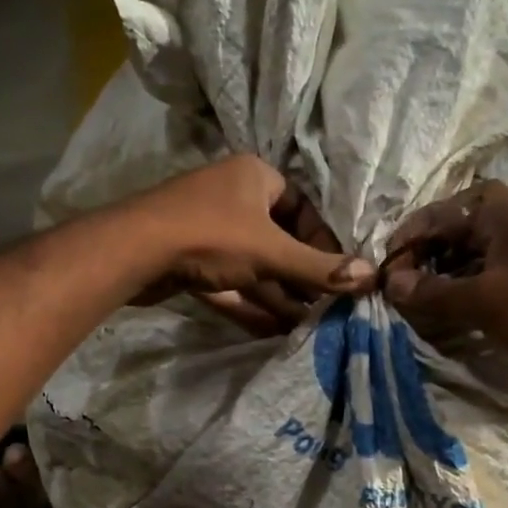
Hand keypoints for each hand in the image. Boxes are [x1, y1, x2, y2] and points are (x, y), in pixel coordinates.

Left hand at [133, 155, 373, 330]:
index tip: (337, 276)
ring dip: (278, 296)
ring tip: (305, 326)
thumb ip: (320, 269)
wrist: (133, 252)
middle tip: (324, 308)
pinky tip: (272, 329)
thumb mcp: (272, 253)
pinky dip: (250, 303)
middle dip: (300, 278)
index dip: (323, 244)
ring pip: (254, 266)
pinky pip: (230, 282)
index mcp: (256, 178)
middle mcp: (233, 198)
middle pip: (279, 241)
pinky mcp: (190, 260)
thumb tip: (373, 277)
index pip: (302, 209)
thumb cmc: (211, 236)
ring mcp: (208, 229)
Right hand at [382, 180, 507, 375]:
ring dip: (444, 273)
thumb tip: (392, 284)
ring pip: (471, 251)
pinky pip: (489, 268)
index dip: (407, 240)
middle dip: (425, 257)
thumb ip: (432, 291)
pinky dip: (466, 283)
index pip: (438, 215)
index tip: (386, 270)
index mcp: (499, 211)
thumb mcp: (480, 301)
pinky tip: (452, 307)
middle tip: (403, 287)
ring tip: (422, 300)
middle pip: (454, 230)